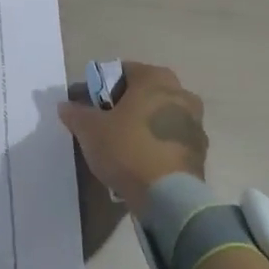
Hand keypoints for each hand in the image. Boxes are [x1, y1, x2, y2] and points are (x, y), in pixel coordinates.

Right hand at [59, 61, 207, 216]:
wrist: (168, 197)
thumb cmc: (126, 149)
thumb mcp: (89, 130)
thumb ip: (76, 113)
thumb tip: (66, 105)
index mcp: (155, 78)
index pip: (122, 71)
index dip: (101, 86)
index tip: (89, 106)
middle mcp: (181, 93)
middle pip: (145, 92)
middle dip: (125, 105)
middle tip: (105, 124)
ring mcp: (196, 122)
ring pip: (160, 115)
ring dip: (143, 124)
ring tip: (123, 146)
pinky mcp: (201, 151)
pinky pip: (171, 139)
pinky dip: (157, 144)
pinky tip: (141, 161)